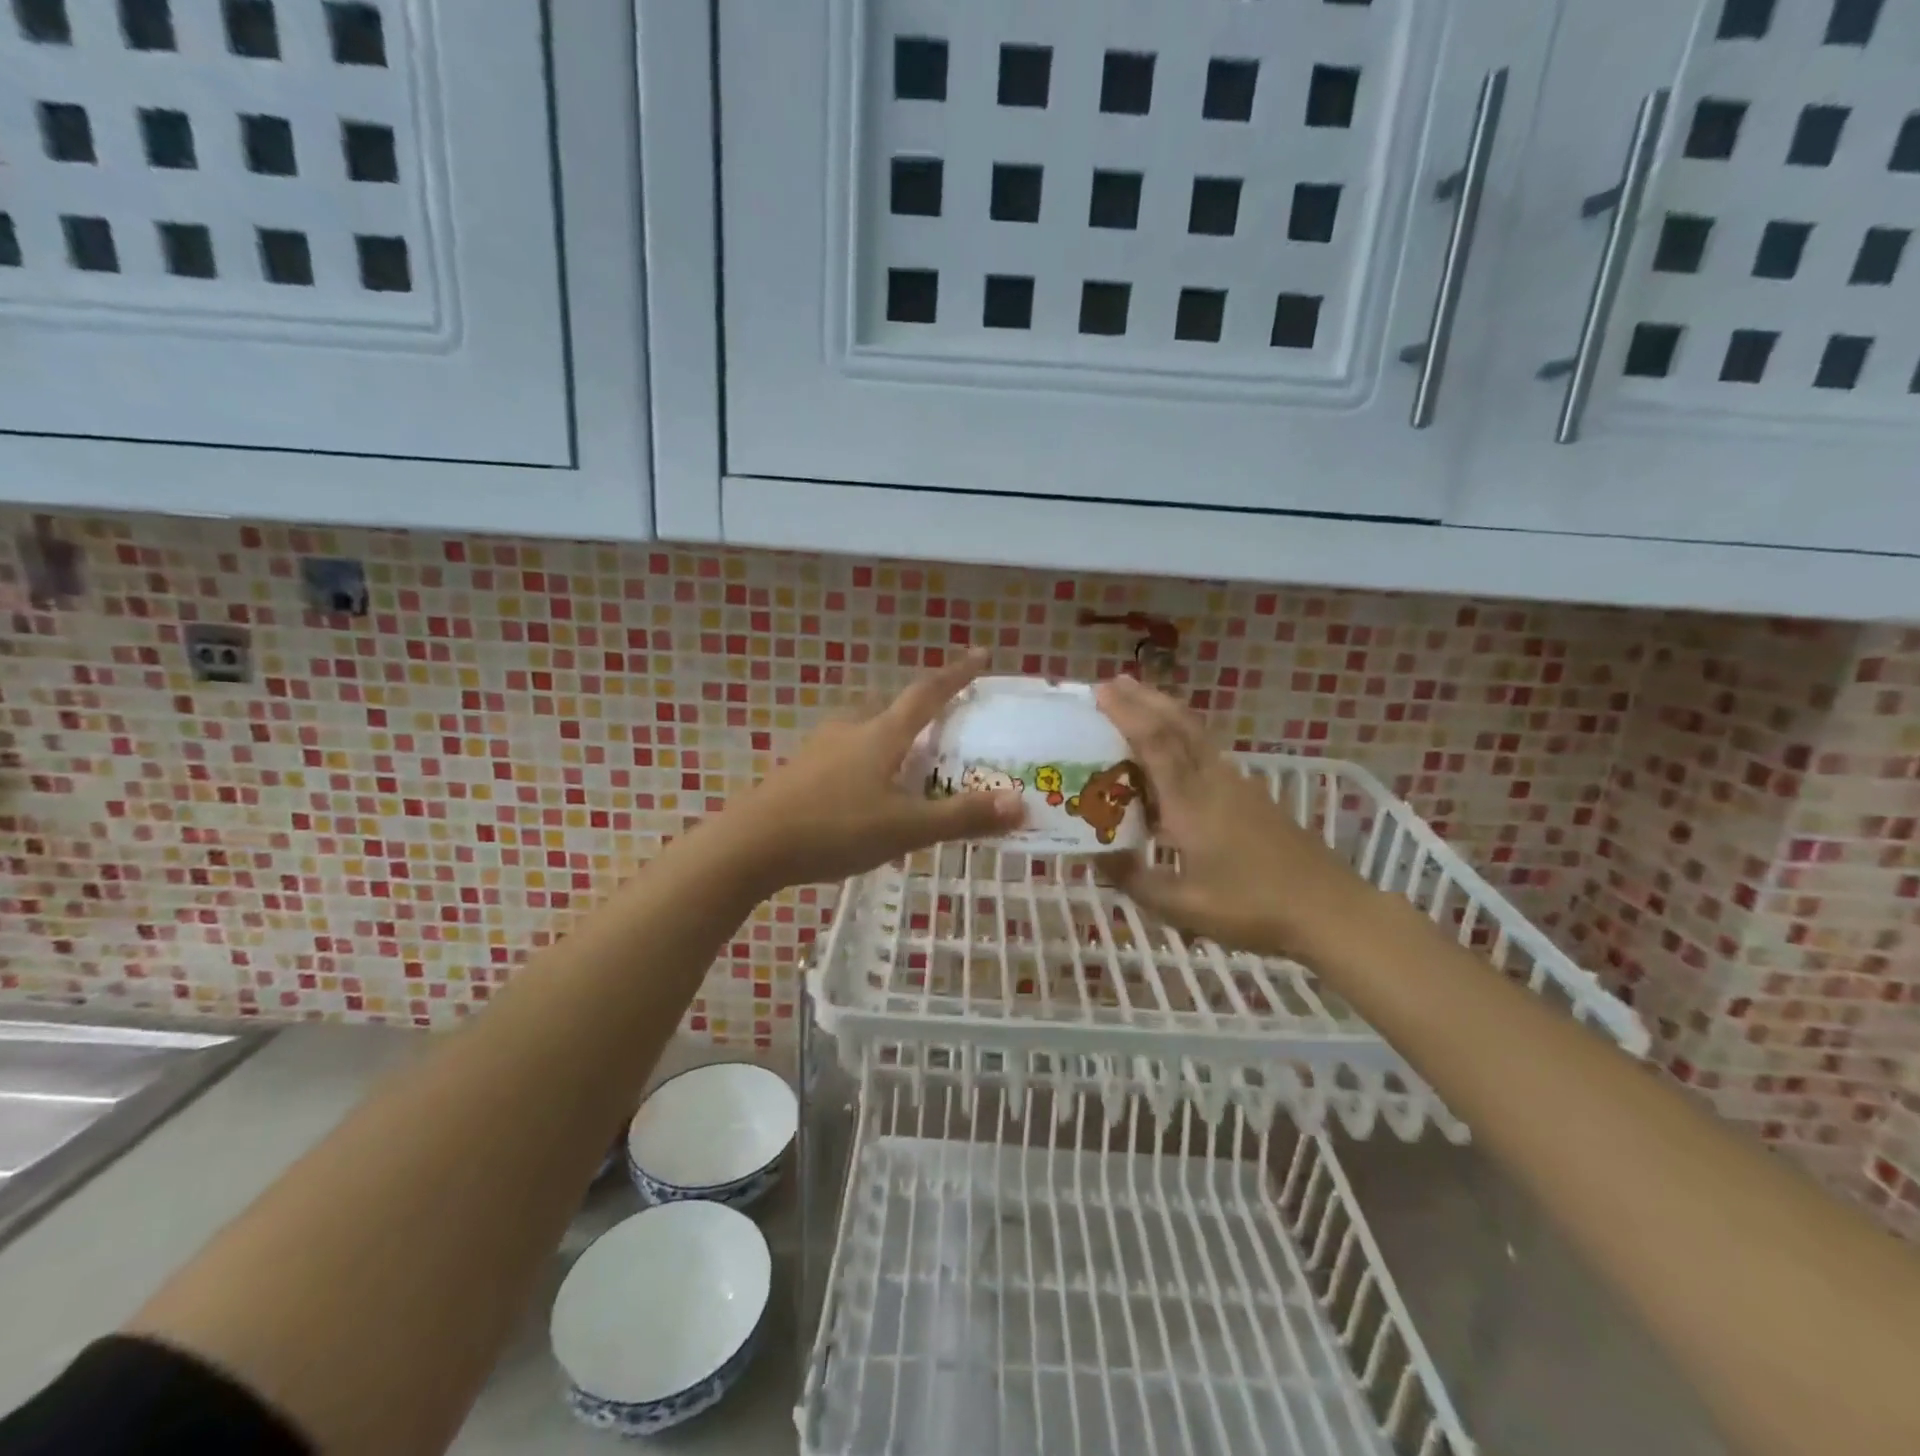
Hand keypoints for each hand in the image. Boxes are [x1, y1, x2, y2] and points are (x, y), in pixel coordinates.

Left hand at [717, 650, 1024, 892]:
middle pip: (891, 709)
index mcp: (881, 734)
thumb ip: (961, 816)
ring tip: (907, 763)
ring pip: (864, 732)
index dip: (957, 674)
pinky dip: (865, 762)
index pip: (927, 693)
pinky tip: (864, 793)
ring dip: (889, 738)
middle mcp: (850, 730)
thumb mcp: (905, 828)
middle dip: (919, 711)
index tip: (981, 654)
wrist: (750, 845)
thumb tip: (1022, 802)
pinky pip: (844, 754)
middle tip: (942, 726)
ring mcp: (819, 749)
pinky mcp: (799, 771)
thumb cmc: (835, 829)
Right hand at [1094, 675, 1373, 958]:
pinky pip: (1207, 752)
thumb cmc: (1252, 907)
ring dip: (1165, 713)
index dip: (1127, 713)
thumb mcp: (1182, 906)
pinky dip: (1182, 737)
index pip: (1155, 743)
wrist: (1329, 910)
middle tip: (1112, 682)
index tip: (1100, 690)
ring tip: (1138, 704)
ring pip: (1196, 734)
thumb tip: (1095, 854)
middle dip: (1145, 698)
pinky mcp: (1251, 796)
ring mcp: (1237, 785)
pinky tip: (1173, 755)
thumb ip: (1134, 878)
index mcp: (1191, 802)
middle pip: (1178, 724)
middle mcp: (1213, 781)